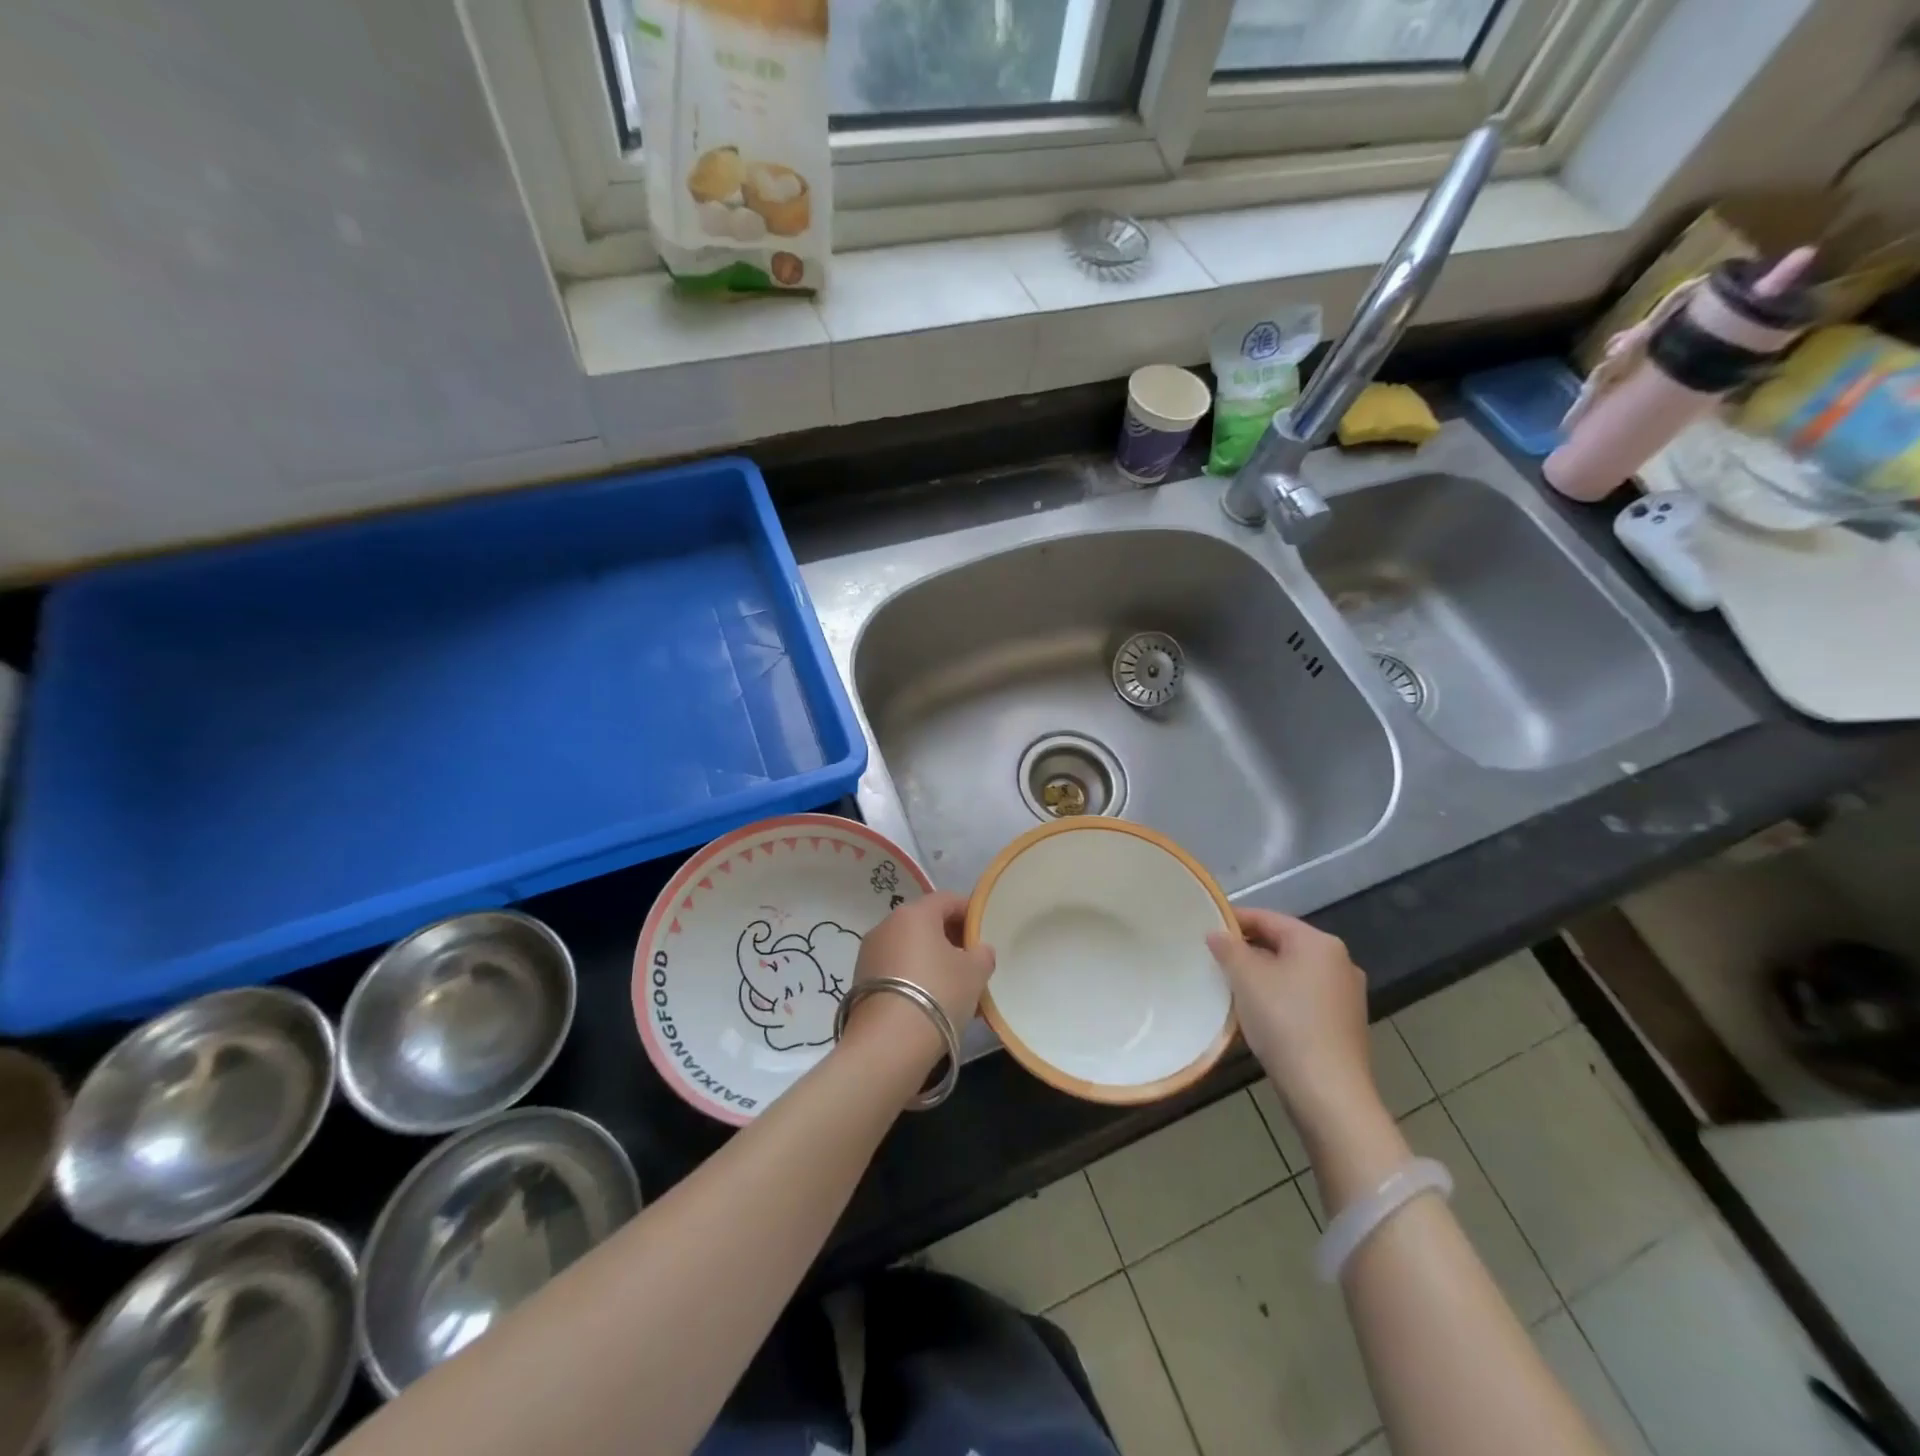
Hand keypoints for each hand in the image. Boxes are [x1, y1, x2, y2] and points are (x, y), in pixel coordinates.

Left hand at [842, 892, 995, 1069]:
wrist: (888, 1043)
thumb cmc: (938, 994)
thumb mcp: (974, 972)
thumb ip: (982, 954)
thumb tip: (979, 950)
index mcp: (914, 913)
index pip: (947, 900)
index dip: (969, 912)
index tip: (985, 932)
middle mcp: (886, 925)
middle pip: (925, 923)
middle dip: (951, 939)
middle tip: (972, 962)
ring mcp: (869, 953)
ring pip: (910, 949)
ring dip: (932, 961)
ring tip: (954, 989)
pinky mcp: (859, 981)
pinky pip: (895, 970)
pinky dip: (914, 978)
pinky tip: (931, 1004)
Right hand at [1207, 908, 1381, 1139]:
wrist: (1328, 1092)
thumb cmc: (1285, 1022)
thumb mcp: (1246, 978)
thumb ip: (1228, 948)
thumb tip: (1217, 934)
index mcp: (1319, 942)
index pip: (1268, 918)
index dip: (1234, 920)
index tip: (1205, 930)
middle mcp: (1340, 961)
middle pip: (1282, 944)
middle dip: (1247, 950)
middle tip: (1214, 960)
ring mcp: (1347, 995)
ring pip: (1293, 972)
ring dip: (1263, 976)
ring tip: (1231, 988)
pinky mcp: (1345, 1024)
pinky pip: (1304, 997)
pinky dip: (1280, 998)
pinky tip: (1259, 1015)